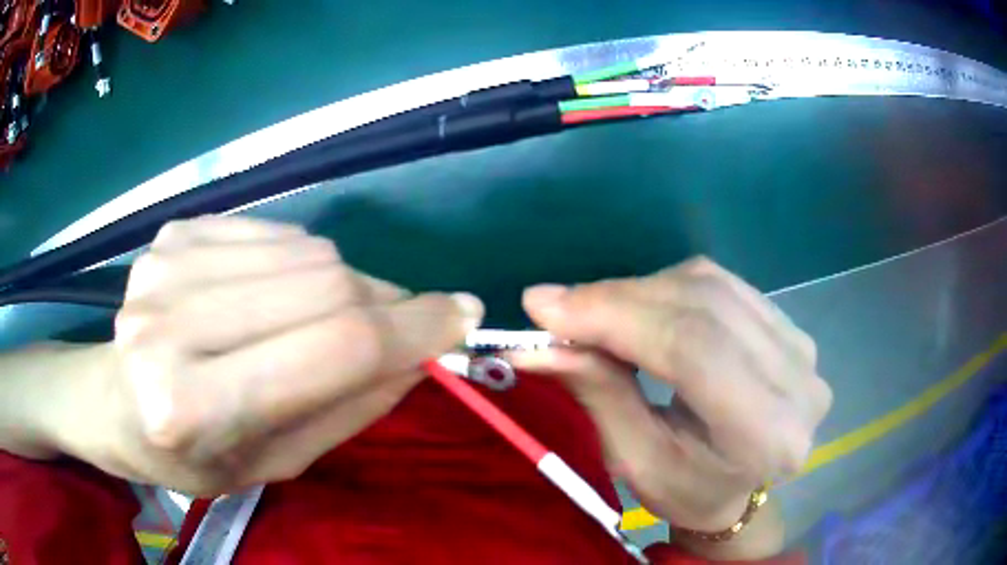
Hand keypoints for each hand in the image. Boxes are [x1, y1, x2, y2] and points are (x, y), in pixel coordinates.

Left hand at [54, 216, 482, 495]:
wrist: (112, 403)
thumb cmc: (190, 456)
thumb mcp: (273, 463)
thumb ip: (347, 408)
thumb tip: (419, 353)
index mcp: (195, 407)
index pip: (333, 348)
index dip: (412, 328)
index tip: (464, 315)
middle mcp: (171, 326)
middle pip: (323, 284)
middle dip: (383, 302)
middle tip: (399, 323)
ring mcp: (166, 267)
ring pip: (304, 250)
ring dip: (340, 284)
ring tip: (322, 320)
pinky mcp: (172, 234)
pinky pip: (272, 234)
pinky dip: (297, 263)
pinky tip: (273, 296)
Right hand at [512, 258, 830, 538]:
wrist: (741, 493)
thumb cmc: (688, 492)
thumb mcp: (636, 462)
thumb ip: (599, 395)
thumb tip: (538, 343)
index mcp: (767, 434)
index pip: (693, 347)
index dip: (616, 316)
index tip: (544, 306)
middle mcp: (798, 382)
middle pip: (704, 307)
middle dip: (620, 299)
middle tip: (557, 306)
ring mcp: (803, 348)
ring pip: (713, 286)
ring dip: (642, 291)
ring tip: (596, 312)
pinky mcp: (792, 328)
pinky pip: (725, 284)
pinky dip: (672, 288)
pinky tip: (643, 307)